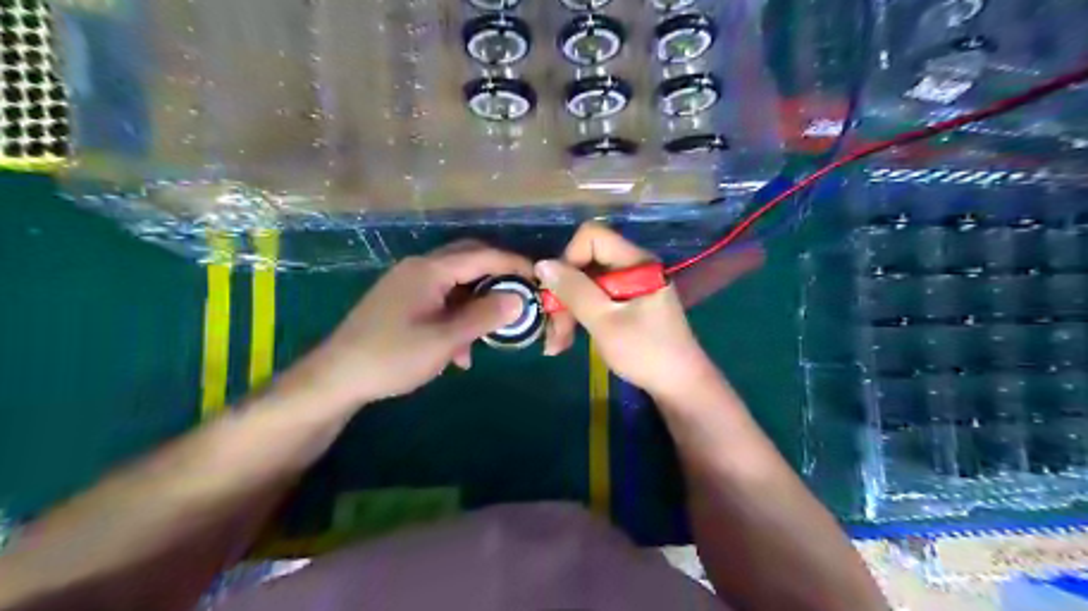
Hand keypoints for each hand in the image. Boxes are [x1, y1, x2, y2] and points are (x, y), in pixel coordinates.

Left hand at [285, 242, 531, 413]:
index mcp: (430, 270)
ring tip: (493, 331)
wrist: (336, 377)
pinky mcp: (402, 302)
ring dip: (477, 303)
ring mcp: (408, 284)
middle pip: (468, 261)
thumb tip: (520, 298)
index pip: (482, 256)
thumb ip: (484, 316)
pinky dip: (457, 316)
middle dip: (497, 278)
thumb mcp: (444, 339)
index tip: (539, 277)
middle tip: (521, 296)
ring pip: (456, 283)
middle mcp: (419, 268)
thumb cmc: (392, 356)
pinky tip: (459, 350)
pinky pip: (441, 299)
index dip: (514, 264)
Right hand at [540, 223, 744, 401]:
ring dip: (567, 312)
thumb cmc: (646, 352)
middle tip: (552, 331)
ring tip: (556, 345)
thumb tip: (542, 264)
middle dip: (564, 295)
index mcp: (636, 262)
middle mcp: (633, 267)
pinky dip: (580, 317)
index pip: (592, 237)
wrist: (680, 386)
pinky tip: (567, 342)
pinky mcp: (627, 304)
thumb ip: (574, 290)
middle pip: (586, 264)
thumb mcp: (605, 322)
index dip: (569, 258)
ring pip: (586, 285)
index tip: (559, 291)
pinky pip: (596, 300)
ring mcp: (631, 287)